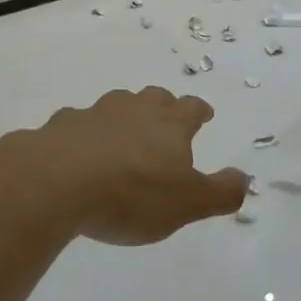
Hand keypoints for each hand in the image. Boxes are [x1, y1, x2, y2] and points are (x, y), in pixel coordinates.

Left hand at [27, 87, 248, 245]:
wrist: (54, 182)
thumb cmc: (131, 194)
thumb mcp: (187, 203)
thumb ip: (220, 192)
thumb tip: (245, 178)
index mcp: (169, 124)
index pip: (192, 108)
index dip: (200, 111)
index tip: (204, 115)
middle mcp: (134, 109)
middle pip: (155, 98)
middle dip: (163, 106)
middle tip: (166, 119)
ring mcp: (95, 114)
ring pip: (116, 105)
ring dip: (124, 116)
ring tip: (124, 135)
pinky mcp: (60, 127)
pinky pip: (78, 124)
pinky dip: (85, 134)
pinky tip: (79, 152)